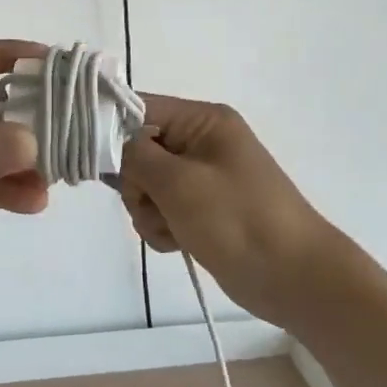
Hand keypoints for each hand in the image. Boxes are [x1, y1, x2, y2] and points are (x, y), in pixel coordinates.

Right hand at [119, 96, 340, 326]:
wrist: (293, 277)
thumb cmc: (237, 219)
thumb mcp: (178, 182)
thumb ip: (134, 156)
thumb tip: (111, 143)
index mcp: (203, 121)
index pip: (139, 108)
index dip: (111, 130)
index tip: (93, 159)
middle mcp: (201, 142)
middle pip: (138, 150)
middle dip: (137, 184)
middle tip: (153, 204)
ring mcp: (202, 178)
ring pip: (146, 186)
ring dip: (148, 211)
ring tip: (172, 229)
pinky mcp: (202, 210)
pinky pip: (162, 211)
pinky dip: (162, 227)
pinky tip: (178, 242)